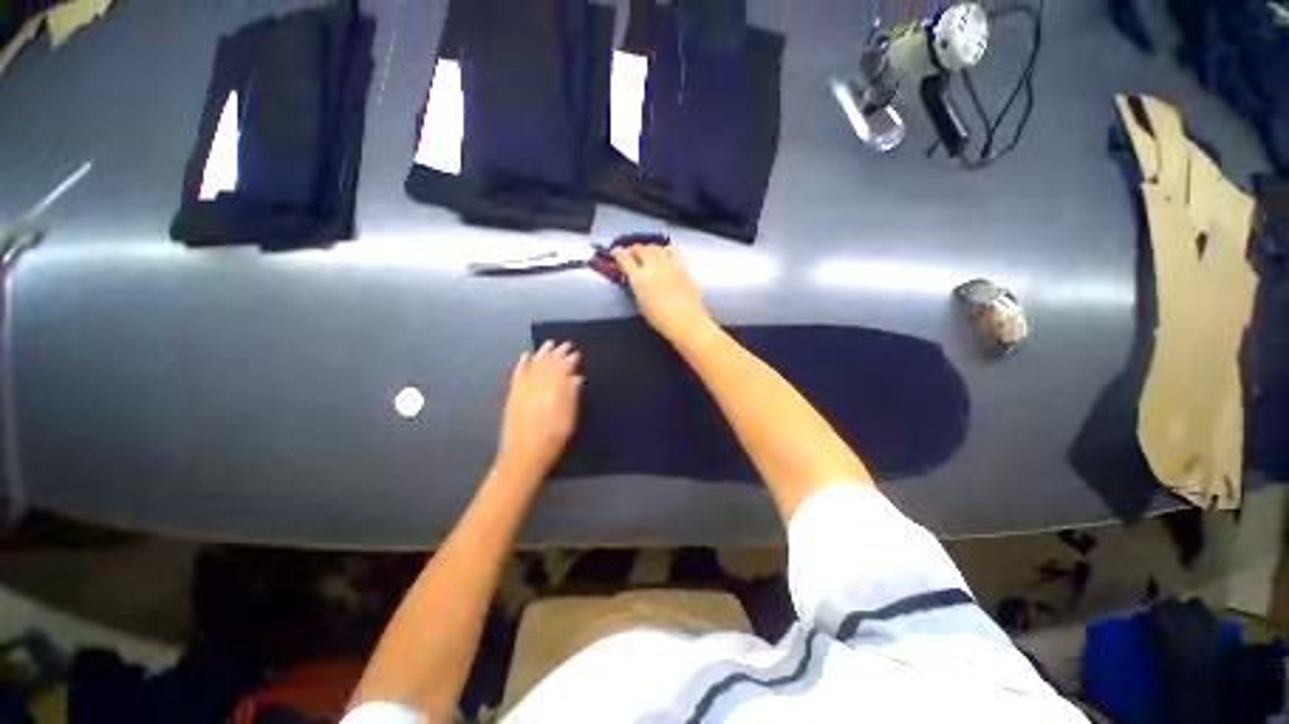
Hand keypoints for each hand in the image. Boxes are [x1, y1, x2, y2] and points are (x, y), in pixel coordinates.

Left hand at [494, 341, 582, 485]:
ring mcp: (523, 390)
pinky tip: (525, 357)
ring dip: (541, 354)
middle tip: (565, 344)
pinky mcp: (513, 395)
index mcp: (553, 392)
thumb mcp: (568, 419)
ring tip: (548, 344)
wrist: (523, 455)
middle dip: (557, 353)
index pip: (561, 369)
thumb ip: (571, 396)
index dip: (569, 360)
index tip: (576, 354)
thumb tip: (576, 377)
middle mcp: (537, 387)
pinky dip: (522, 364)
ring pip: (533, 366)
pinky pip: (517, 375)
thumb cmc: (552, 439)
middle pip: (547, 365)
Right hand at [612, 245, 711, 342]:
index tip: (615, 252)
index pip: (624, 259)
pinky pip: (672, 252)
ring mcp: (669, 265)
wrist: (685, 320)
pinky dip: (665, 250)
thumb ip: (638, 290)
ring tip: (646, 251)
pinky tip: (664, 254)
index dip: (618, 253)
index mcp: (639, 279)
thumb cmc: (661, 319)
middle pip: (640, 250)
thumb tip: (637, 284)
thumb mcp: (642, 306)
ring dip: (648, 248)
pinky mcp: (682, 267)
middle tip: (631, 252)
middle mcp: (653, 267)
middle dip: (633, 249)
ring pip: (656, 248)